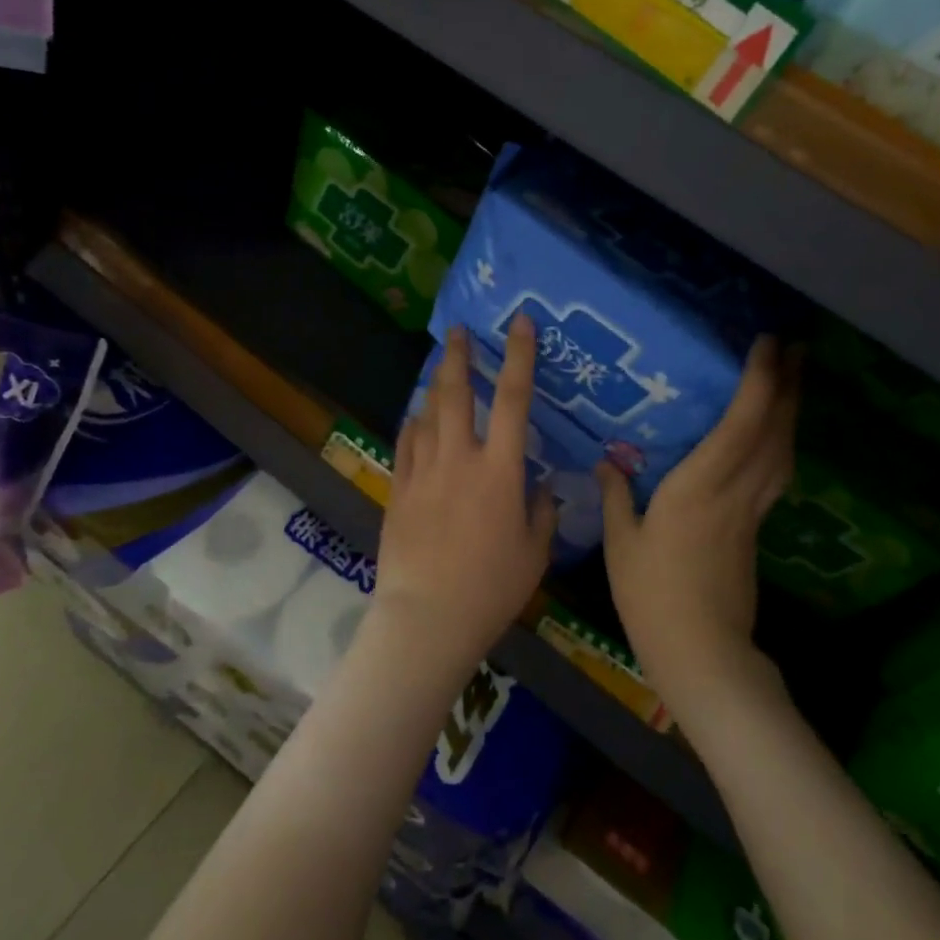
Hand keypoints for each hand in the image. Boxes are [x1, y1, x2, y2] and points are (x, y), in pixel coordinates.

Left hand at [370, 318, 557, 682]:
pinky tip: (417, 417)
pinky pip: (406, 443)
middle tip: (458, 331)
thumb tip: (540, 488)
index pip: (515, 399)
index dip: (520, 356)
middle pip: (457, 393)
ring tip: (440, 368)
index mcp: (501, 471)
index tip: (520, 322)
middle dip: (459, 356)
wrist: (426, 617)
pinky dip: (414, 423)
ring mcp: (423, 472)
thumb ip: (541, 513)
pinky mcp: (398, 489)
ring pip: (427, 414)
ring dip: (435, 386)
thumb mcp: (534, 553)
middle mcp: (460, 459)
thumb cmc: (490, 589)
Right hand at [599, 337, 799, 735]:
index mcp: (699, 488)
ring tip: (794, 380)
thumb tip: (608, 461)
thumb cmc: (651, 595)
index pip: (740, 425)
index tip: (766, 344)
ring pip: (783, 452)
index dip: (759, 381)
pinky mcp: (756, 530)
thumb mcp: (620, 543)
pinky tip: (776, 437)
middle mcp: (734, 491)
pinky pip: (776, 474)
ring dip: (792, 411)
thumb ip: (616, 495)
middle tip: (797, 347)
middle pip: (774, 431)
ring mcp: (752, 512)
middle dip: (789, 385)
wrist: (700, 651)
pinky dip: (782, 444)